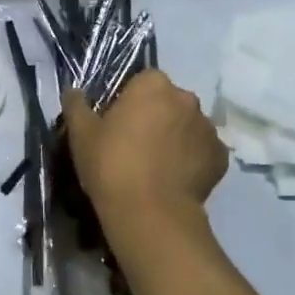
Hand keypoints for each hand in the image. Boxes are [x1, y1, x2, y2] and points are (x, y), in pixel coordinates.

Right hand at [64, 71, 226, 227]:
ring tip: (157, 166)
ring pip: (188, 126)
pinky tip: (175, 178)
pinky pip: (202, 152)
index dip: (129, 101)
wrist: (150, 212)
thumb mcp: (81, 134)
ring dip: (176, 137)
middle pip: (169, 101)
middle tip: (135, 145)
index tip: (117, 123)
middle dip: (156, 116)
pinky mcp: (220, 157)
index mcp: (153, 85)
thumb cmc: (111, 164)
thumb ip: (76, 106)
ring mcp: (208, 128)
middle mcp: (187, 99)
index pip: (142, 81)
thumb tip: (73, 91)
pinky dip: (192, 160)